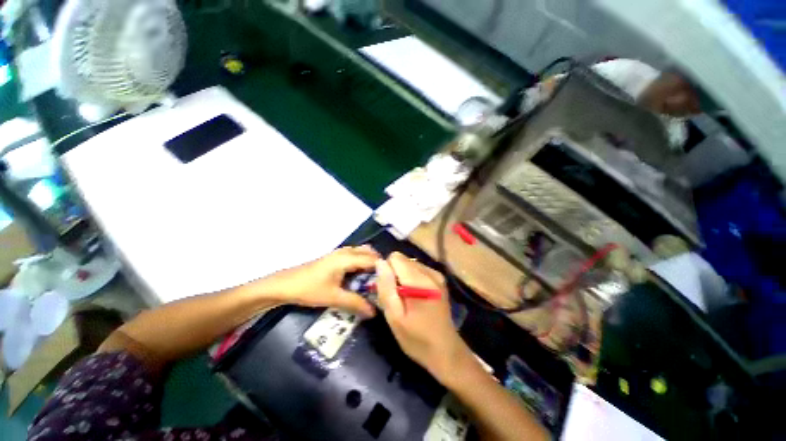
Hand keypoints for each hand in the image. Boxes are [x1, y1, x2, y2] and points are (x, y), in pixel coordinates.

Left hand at [264, 246, 379, 317]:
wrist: (284, 284)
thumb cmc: (309, 289)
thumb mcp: (333, 297)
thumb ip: (355, 303)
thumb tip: (374, 312)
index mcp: (347, 258)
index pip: (373, 259)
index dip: (384, 268)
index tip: (393, 280)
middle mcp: (345, 252)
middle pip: (369, 253)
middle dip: (379, 265)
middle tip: (385, 281)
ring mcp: (339, 253)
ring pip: (361, 253)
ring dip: (370, 262)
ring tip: (375, 279)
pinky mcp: (334, 258)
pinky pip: (354, 255)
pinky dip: (361, 262)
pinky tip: (360, 276)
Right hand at [375, 252, 470, 382]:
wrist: (446, 351)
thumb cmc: (417, 339)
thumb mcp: (394, 317)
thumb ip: (386, 287)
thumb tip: (380, 262)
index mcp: (419, 280)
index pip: (395, 257)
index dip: (387, 272)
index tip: (388, 290)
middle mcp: (430, 272)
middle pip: (403, 260)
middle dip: (395, 275)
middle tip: (397, 298)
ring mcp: (437, 275)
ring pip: (410, 264)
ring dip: (403, 277)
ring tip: (406, 299)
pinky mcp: (440, 279)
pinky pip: (419, 270)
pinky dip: (412, 279)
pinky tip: (416, 297)